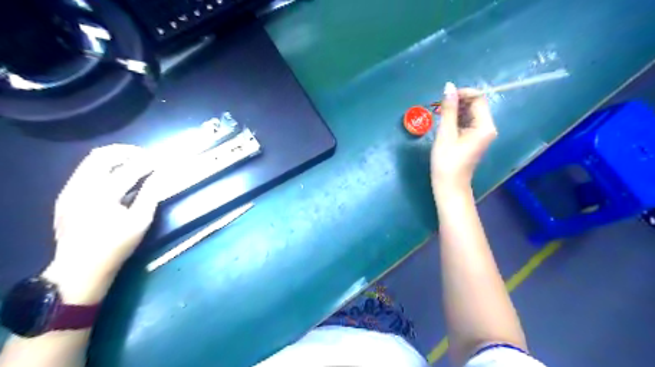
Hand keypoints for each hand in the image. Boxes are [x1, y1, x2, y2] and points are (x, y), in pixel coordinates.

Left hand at [42, 143, 158, 303]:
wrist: (79, 269)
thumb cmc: (116, 246)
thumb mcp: (140, 222)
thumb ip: (150, 194)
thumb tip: (160, 175)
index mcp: (102, 194)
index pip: (129, 168)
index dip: (148, 162)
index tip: (162, 161)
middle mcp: (81, 187)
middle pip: (102, 155)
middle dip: (127, 152)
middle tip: (145, 157)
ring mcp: (69, 191)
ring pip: (90, 161)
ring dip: (114, 158)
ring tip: (133, 164)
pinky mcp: (65, 197)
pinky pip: (84, 172)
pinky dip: (103, 169)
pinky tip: (116, 179)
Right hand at [434, 82, 498, 193]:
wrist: (449, 185)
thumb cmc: (446, 161)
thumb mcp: (446, 133)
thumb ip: (448, 109)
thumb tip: (449, 86)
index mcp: (485, 126)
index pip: (478, 98)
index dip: (462, 93)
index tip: (444, 97)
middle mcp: (487, 127)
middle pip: (475, 105)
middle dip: (458, 102)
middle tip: (439, 107)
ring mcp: (481, 134)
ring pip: (470, 113)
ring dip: (455, 111)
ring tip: (439, 115)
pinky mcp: (474, 139)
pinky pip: (467, 122)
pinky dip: (456, 119)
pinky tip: (444, 124)